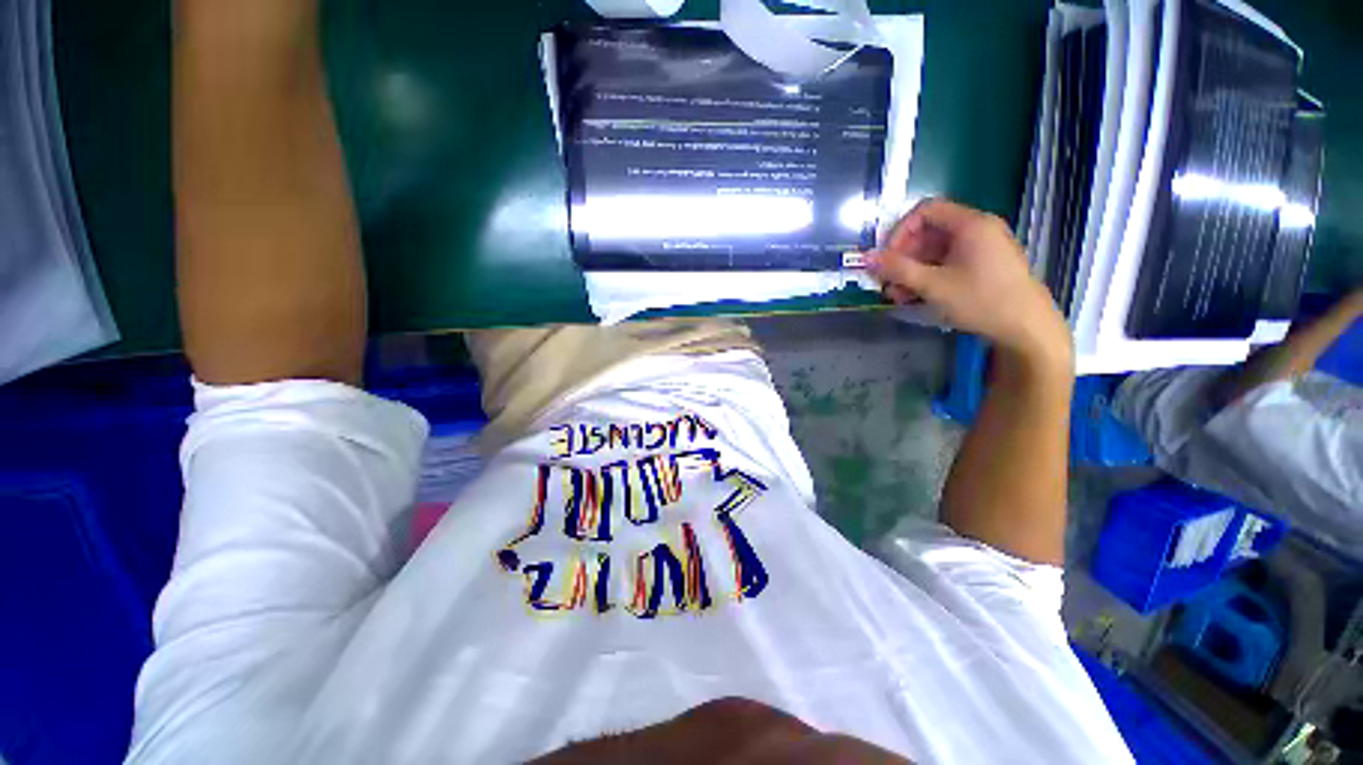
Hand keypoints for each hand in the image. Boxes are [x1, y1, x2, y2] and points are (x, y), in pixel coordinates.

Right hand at [866, 198, 1070, 365]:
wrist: (1026, 327)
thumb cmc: (980, 300)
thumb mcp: (932, 285)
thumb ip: (897, 269)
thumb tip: (865, 258)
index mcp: (970, 224)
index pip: (924, 211)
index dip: (899, 231)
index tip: (886, 258)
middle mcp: (977, 229)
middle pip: (928, 232)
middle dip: (903, 257)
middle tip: (887, 282)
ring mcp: (981, 247)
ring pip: (935, 250)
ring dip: (912, 270)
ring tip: (898, 296)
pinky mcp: (983, 264)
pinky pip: (948, 262)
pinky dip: (928, 275)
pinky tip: (916, 296)